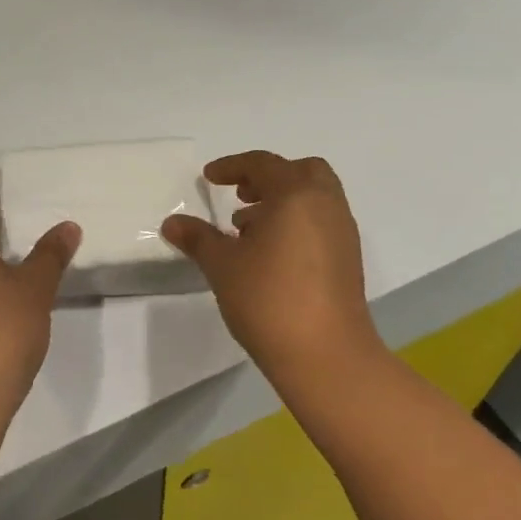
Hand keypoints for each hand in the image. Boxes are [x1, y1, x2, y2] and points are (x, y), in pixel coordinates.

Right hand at [162, 151, 387, 386]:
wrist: (326, 355)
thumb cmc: (269, 299)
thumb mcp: (222, 265)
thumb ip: (198, 238)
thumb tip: (172, 222)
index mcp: (296, 195)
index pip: (263, 164)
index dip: (232, 166)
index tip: (208, 178)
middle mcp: (325, 205)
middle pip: (301, 171)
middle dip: (267, 177)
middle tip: (239, 196)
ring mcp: (342, 232)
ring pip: (314, 198)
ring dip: (282, 202)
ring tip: (246, 230)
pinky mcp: (348, 259)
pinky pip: (321, 222)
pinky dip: (296, 223)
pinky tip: (270, 255)